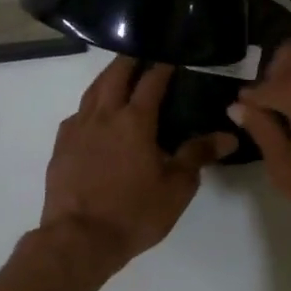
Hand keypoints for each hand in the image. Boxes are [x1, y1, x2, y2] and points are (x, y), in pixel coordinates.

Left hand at [39, 56, 236, 273]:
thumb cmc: (134, 213)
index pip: (152, 81)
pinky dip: (90, 105)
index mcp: (135, 121)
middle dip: (130, 60)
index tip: (173, 54)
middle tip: (142, 51)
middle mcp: (104, 115)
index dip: (164, 65)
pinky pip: (77, 114)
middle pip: (116, 75)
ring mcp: (78, 129)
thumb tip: (229, 135)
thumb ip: (198, 155)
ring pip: (93, 91)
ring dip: (108, 77)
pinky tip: (94, 114)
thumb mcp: (176, 188)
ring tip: (119, 73)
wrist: (79, 239)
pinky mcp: (61, 146)